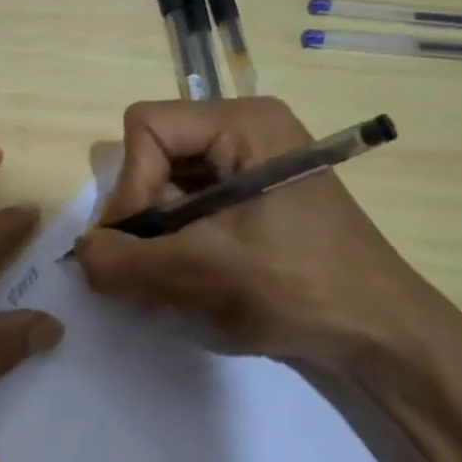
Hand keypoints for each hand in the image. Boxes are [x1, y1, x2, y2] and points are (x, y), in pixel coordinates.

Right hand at [73, 98, 461, 376]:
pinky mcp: (251, 203)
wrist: (381, 338)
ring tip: (176, 282)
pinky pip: (189, 210)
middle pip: (153, 157)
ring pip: (166, 188)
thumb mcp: (199, 273)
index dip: (130, 187)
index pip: (146, 129)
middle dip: (143, 218)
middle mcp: (244, 132)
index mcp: (243, 123)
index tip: (140, 245)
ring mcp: (250, 168)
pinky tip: (194, 282)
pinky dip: (177, 246)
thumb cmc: (298, 288)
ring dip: (158, 238)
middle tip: (153, 268)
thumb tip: (80, 254)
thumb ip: (123, 261)